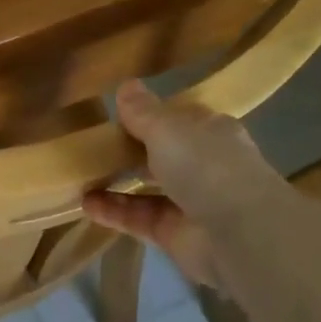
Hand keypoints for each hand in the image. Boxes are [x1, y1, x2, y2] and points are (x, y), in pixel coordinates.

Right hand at [81, 81, 282, 288]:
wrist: (239, 234)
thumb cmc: (206, 166)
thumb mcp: (167, 128)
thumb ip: (143, 111)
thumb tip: (127, 86)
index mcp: (212, 134)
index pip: (181, 121)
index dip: (152, 116)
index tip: (118, 115)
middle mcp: (205, 168)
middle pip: (163, 156)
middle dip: (130, 152)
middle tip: (91, 145)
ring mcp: (192, 204)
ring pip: (148, 189)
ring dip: (117, 183)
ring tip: (80, 174)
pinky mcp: (176, 236)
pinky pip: (139, 219)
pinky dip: (114, 211)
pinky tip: (85, 203)